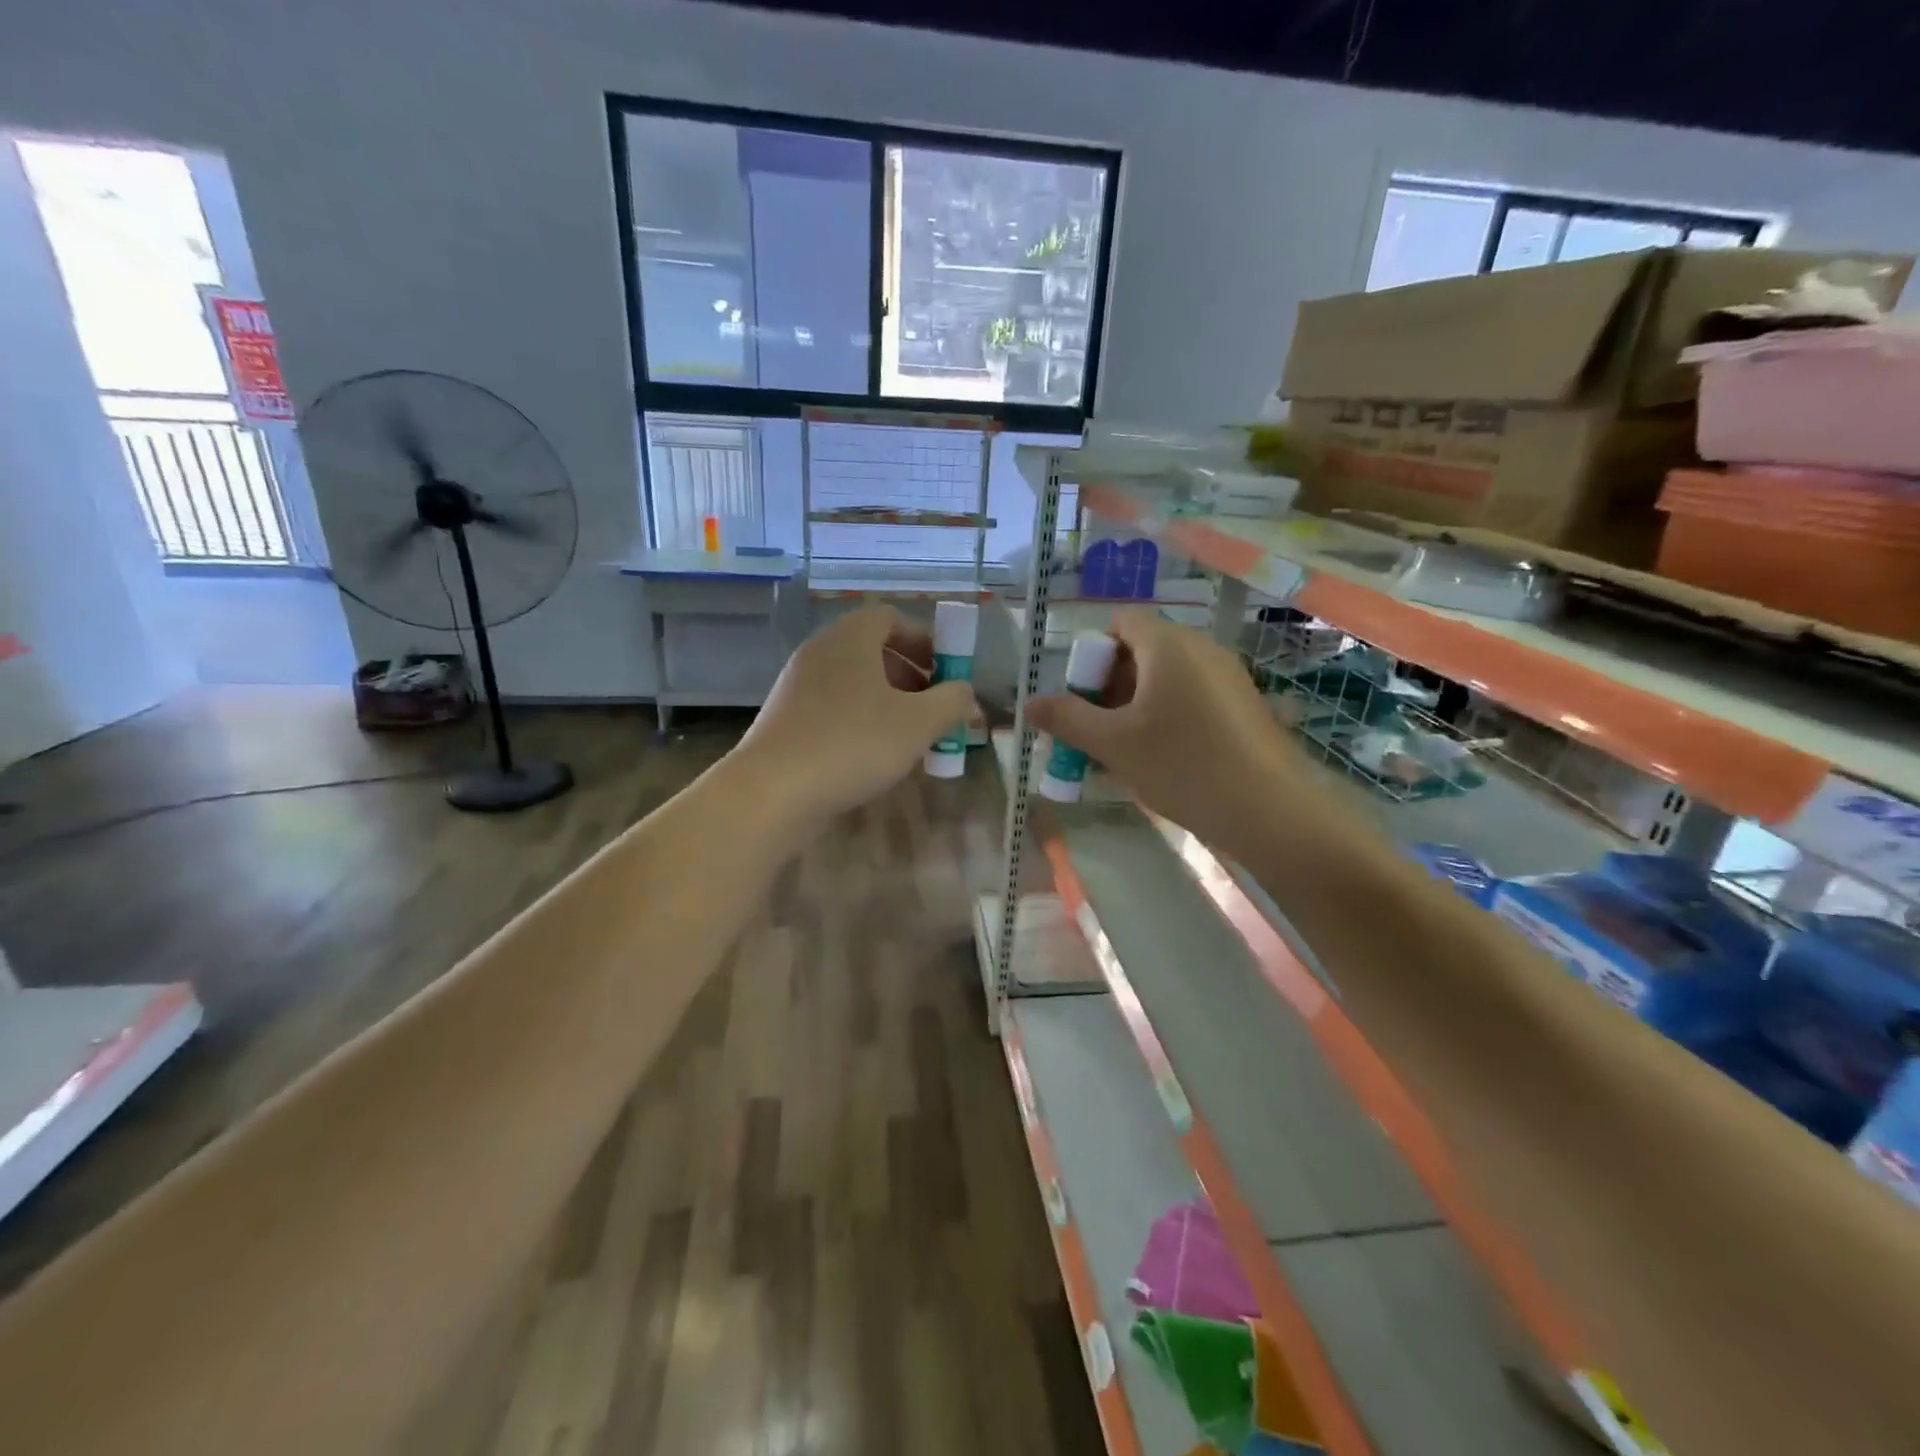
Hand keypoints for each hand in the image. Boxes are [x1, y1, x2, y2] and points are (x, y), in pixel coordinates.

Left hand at [732, 604, 977, 831]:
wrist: (772, 792)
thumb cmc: (852, 744)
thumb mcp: (918, 724)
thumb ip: (951, 702)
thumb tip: (965, 693)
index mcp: (850, 639)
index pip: (890, 618)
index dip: (924, 640)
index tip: (946, 671)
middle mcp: (820, 652)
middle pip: (873, 650)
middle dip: (911, 676)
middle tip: (934, 707)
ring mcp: (798, 686)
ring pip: (854, 682)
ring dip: (888, 702)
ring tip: (910, 737)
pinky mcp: (787, 719)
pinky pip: (834, 707)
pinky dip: (860, 720)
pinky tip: (873, 756)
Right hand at [1026, 609, 1314, 850]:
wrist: (1269, 811)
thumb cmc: (1182, 766)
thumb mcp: (1113, 744)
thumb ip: (1067, 718)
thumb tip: (1028, 704)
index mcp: (1168, 645)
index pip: (1120, 624)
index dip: (1092, 655)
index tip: (1082, 699)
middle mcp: (1202, 649)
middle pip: (1142, 651)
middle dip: (1109, 687)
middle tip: (1094, 731)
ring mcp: (1228, 677)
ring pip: (1166, 679)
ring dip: (1134, 706)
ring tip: (1121, 753)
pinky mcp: (1244, 706)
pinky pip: (1191, 698)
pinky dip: (1166, 718)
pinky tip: (1160, 761)